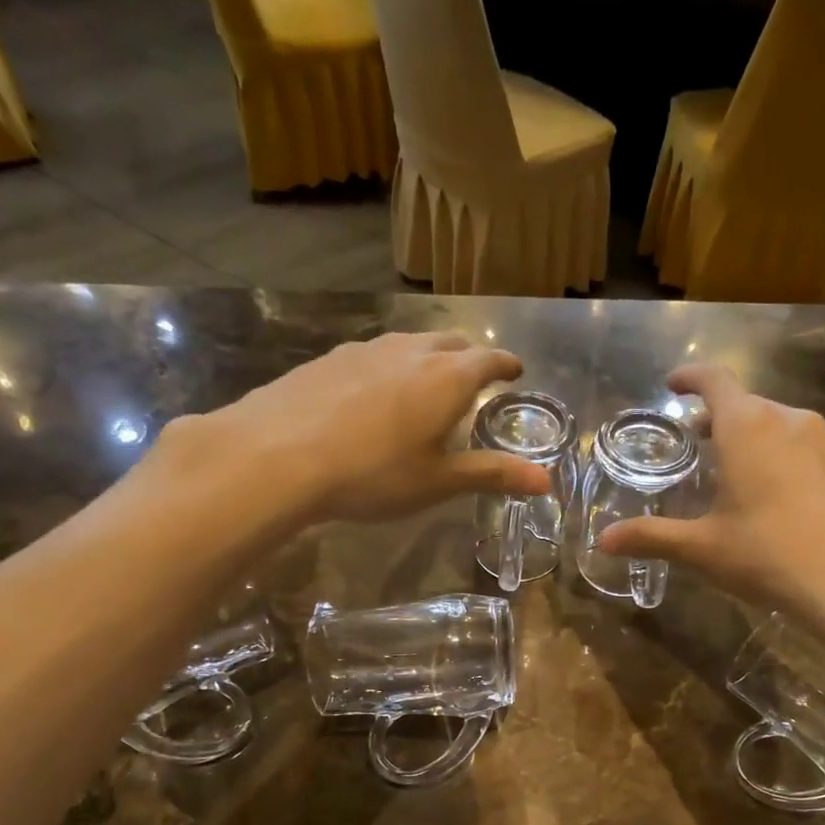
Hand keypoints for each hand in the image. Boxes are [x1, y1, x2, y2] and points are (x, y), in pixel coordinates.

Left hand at [137, 332, 548, 529]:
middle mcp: (410, 351)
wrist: (278, 455)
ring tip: (427, 381)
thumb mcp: (438, 481)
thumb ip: (492, 475)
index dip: (506, 365)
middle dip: (469, 356)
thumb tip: (546, 481)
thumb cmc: (373, 473)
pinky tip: (373, 392)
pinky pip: (372, 355)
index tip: (516, 371)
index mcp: (447, 378)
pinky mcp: (328, 359)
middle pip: (450, 342)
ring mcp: (364, 349)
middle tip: (475, 376)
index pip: (489, 360)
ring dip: (427, 357)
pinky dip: (388, 367)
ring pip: (408, 344)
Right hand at [597, 365, 824, 670]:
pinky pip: (810, 451)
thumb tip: (603, 542)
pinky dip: (787, 460)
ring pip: (782, 427)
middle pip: (748, 405)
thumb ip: (652, 538)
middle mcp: (790, 421)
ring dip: (755, 438)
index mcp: (748, 427)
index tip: (674, 384)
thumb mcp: (702, 548)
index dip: (691, 378)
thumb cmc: (769, 554)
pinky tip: (785, 500)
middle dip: (719, 417)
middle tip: (698, 441)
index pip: (715, 381)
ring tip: (739, 472)